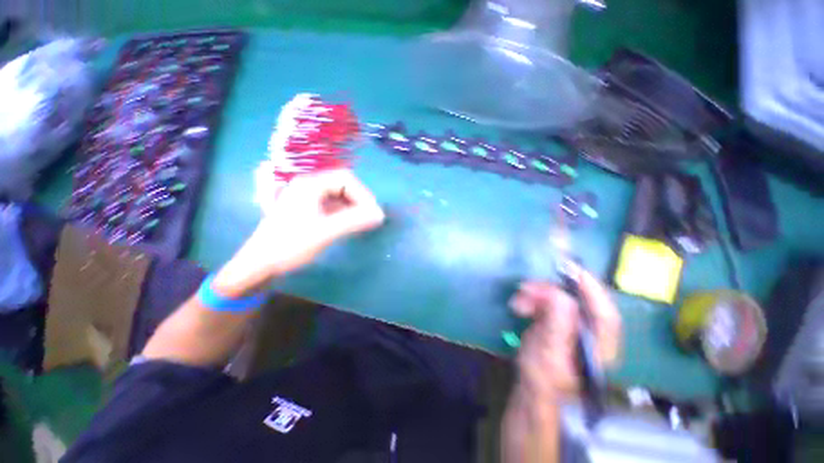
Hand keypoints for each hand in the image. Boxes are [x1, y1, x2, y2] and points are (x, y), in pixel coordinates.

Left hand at [215, 170, 384, 294]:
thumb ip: (354, 221)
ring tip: (364, 222)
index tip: (373, 213)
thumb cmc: (289, 246)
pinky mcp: (308, 210)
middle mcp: (309, 186)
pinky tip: (350, 224)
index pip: (346, 179)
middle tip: (370, 218)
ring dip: (354, 207)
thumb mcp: (324, 232)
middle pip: (343, 185)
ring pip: (339, 196)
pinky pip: (333, 206)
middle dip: (360, 200)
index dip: (363, 194)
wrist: (259, 265)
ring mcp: (308, 198)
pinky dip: (345, 213)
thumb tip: (380, 215)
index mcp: (310, 185)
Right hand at [509, 270, 621, 399]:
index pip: (604, 313)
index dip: (591, 289)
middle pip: (578, 301)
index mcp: (600, 345)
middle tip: (527, 288)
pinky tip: (519, 305)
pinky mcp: (558, 321)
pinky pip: (547, 301)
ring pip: (560, 298)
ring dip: (537, 294)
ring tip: (518, 301)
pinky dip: (532, 299)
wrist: (532, 388)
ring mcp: (573, 324)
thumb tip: (559, 294)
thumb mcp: (548, 353)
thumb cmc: (542, 378)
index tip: (571, 269)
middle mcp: (591, 331)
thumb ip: (557, 325)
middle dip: (551, 291)